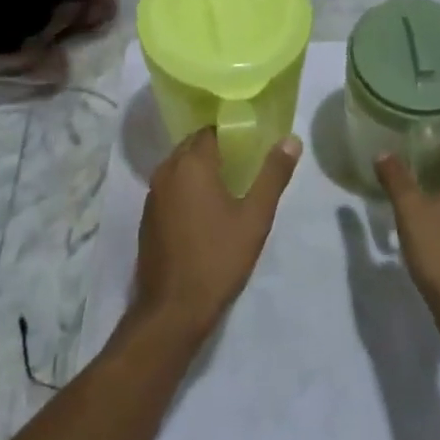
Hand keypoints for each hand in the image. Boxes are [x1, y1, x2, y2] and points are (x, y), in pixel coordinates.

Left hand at [134, 128, 299, 338]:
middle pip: (192, 146)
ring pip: (179, 167)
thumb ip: (273, 175)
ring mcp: (152, 194)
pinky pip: (170, 187)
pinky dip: (186, 188)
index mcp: (191, 164)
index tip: (251, 143)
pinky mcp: (147, 216)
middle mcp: (166, 171)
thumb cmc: (218, 257)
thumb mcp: (255, 217)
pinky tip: (205, 209)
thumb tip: (292, 139)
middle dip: (216, 149)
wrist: (173, 309)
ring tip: (229, 184)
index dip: (231, 133)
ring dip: (200, 169)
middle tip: (245, 162)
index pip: (210, 131)